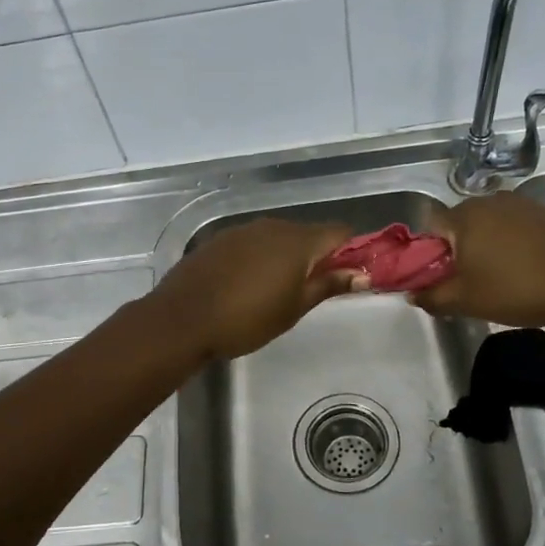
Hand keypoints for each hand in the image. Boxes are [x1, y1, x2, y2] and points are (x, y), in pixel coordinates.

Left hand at [152, 217, 365, 360]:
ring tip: (280, 290)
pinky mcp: (220, 240)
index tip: (352, 275)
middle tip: (315, 290)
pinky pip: (253, 243)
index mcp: (298, 241)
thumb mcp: (294, 308)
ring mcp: (243, 230)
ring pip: (279, 237)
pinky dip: (261, 258)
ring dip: (288, 257)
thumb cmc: (246, 319)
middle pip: (309, 234)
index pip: (340, 232)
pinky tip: (249, 284)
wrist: (182, 319)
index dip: (352, 251)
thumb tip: (363, 273)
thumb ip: (329, 285)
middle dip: (319, 256)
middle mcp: (272, 226)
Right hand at [410, 193, 544, 326]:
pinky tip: (524, 270)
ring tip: (499, 281)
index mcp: (463, 216)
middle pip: (457, 227)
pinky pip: (512, 228)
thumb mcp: (466, 301)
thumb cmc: (519, 288)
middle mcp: (487, 200)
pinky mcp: (544, 213)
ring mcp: (519, 203)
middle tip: (469, 286)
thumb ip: (432, 296)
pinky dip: (510, 247)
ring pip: (486, 228)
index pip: (428, 229)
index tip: (440, 281)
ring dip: (484, 250)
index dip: (427, 256)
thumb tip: (412, 293)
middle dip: (456, 254)